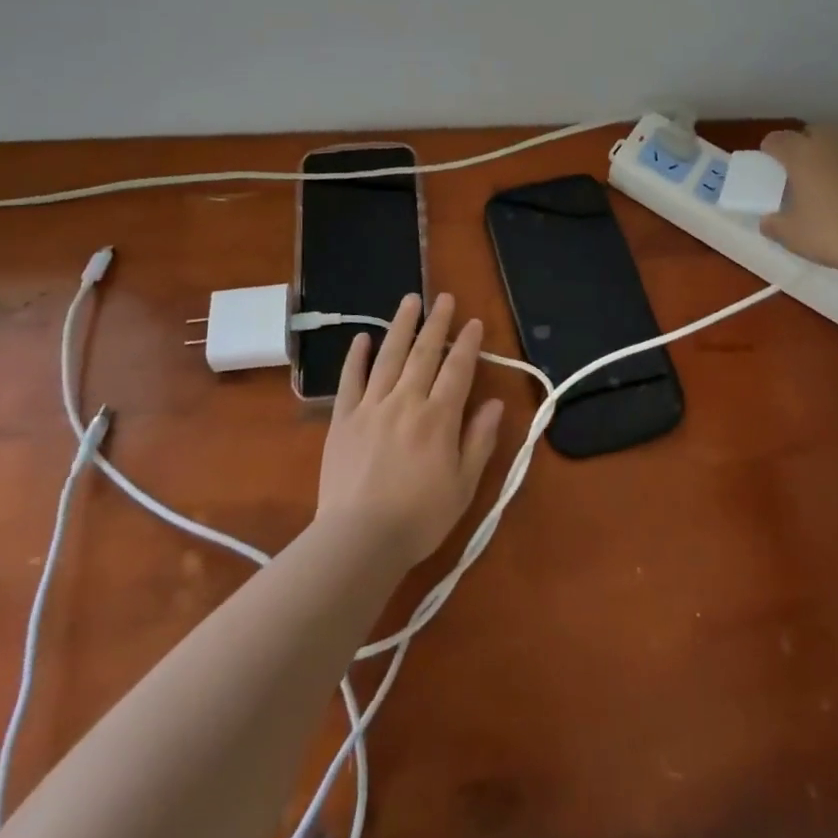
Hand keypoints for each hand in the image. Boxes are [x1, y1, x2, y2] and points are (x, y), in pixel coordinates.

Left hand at [317, 293, 505, 569]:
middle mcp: (406, 401)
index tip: (473, 322)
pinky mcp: (343, 419)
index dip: (467, 344)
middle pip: (424, 353)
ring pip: (389, 356)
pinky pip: (350, 380)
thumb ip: (479, 440)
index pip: (457, 370)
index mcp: (438, 418)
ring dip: (401, 326)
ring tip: (409, 300)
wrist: (358, 540)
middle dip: (436, 323)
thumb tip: (495, 403)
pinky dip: (356, 357)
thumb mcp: (463, 485)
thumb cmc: (419, 518)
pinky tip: (362, 338)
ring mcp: (371, 406)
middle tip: (443, 297)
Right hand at [760, 125, 837, 280]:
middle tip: (808, 178)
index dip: (771, 152)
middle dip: (807, 149)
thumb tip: (768, 220)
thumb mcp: (792, 237)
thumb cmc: (836, 236)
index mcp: (801, 154)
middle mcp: (833, 139)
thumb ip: (774, 224)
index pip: (776, 140)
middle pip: (812, 133)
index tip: (773, 170)